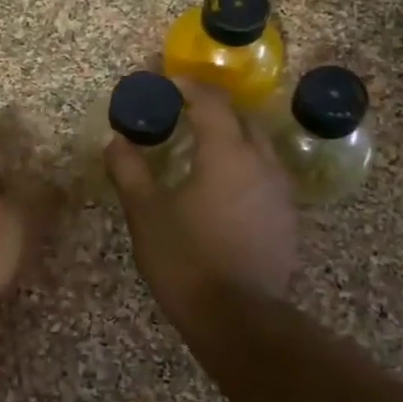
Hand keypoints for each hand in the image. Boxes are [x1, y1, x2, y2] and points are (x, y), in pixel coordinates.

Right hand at [106, 80, 297, 331]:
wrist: (239, 319)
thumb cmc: (186, 259)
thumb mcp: (146, 214)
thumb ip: (129, 171)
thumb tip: (115, 140)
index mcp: (227, 154)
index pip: (211, 103)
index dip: (189, 87)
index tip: (167, 82)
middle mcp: (261, 163)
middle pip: (241, 119)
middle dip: (214, 110)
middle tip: (183, 112)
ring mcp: (280, 191)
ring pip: (259, 147)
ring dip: (232, 137)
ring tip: (203, 147)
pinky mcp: (287, 218)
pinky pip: (266, 174)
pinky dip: (245, 166)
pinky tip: (225, 186)